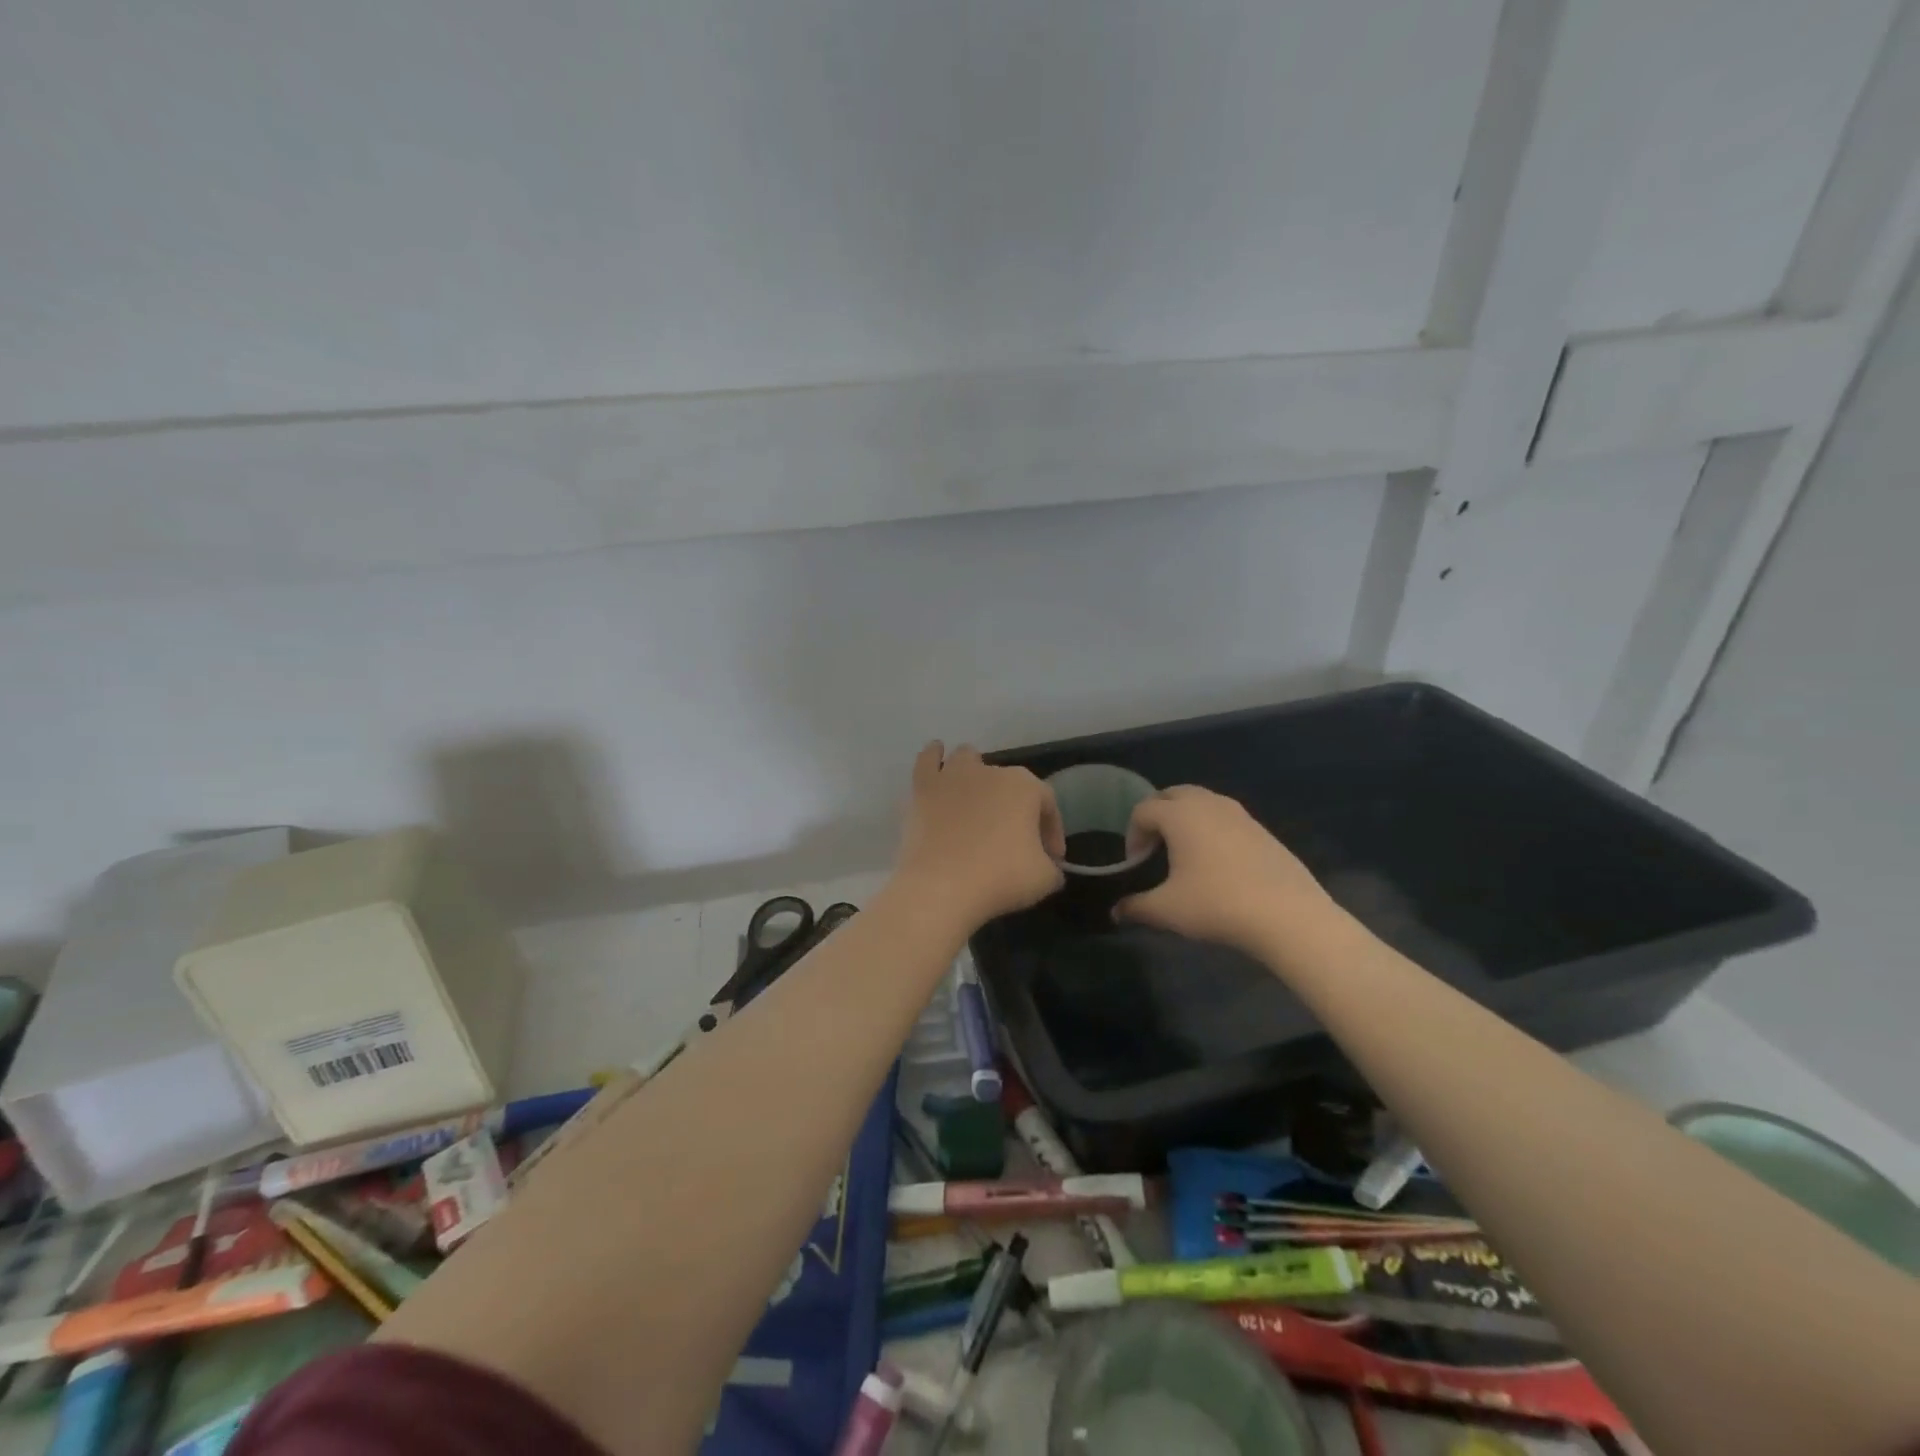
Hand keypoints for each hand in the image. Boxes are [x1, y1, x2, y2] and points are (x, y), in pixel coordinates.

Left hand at [894, 742, 1065, 927]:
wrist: (941, 887)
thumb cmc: (1000, 878)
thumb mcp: (1045, 879)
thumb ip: (1053, 867)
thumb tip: (1049, 866)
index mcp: (1025, 787)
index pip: (1047, 804)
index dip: (1052, 832)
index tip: (1051, 859)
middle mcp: (991, 771)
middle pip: (1010, 784)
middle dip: (1016, 809)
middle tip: (1016, 842)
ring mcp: (953, 776)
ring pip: (968, 760)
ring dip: (976, 774)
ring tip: (978, 796)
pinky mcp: (923, 788)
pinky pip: (928, 761)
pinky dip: (934, 756)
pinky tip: (936, 753)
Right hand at [1115, 786, 1336, 957]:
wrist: (1287, 915)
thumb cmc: (1217, 904)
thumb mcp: (1168, 910)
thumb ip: (1136, 907)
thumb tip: (1117, 912)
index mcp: (1179, 814)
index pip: (1143, 810)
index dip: (1132, 835)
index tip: (1135, 864)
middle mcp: (1208, 804)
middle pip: (1172, 794)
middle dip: (1157, 815)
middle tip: (1154, 846)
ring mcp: (1239, 814)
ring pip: (1201, 802)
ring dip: (1185, 818)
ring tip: (1184, 852)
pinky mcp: (1261, 829)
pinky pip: (1225, 817)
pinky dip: (1211, 828)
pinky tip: (1217, 863)